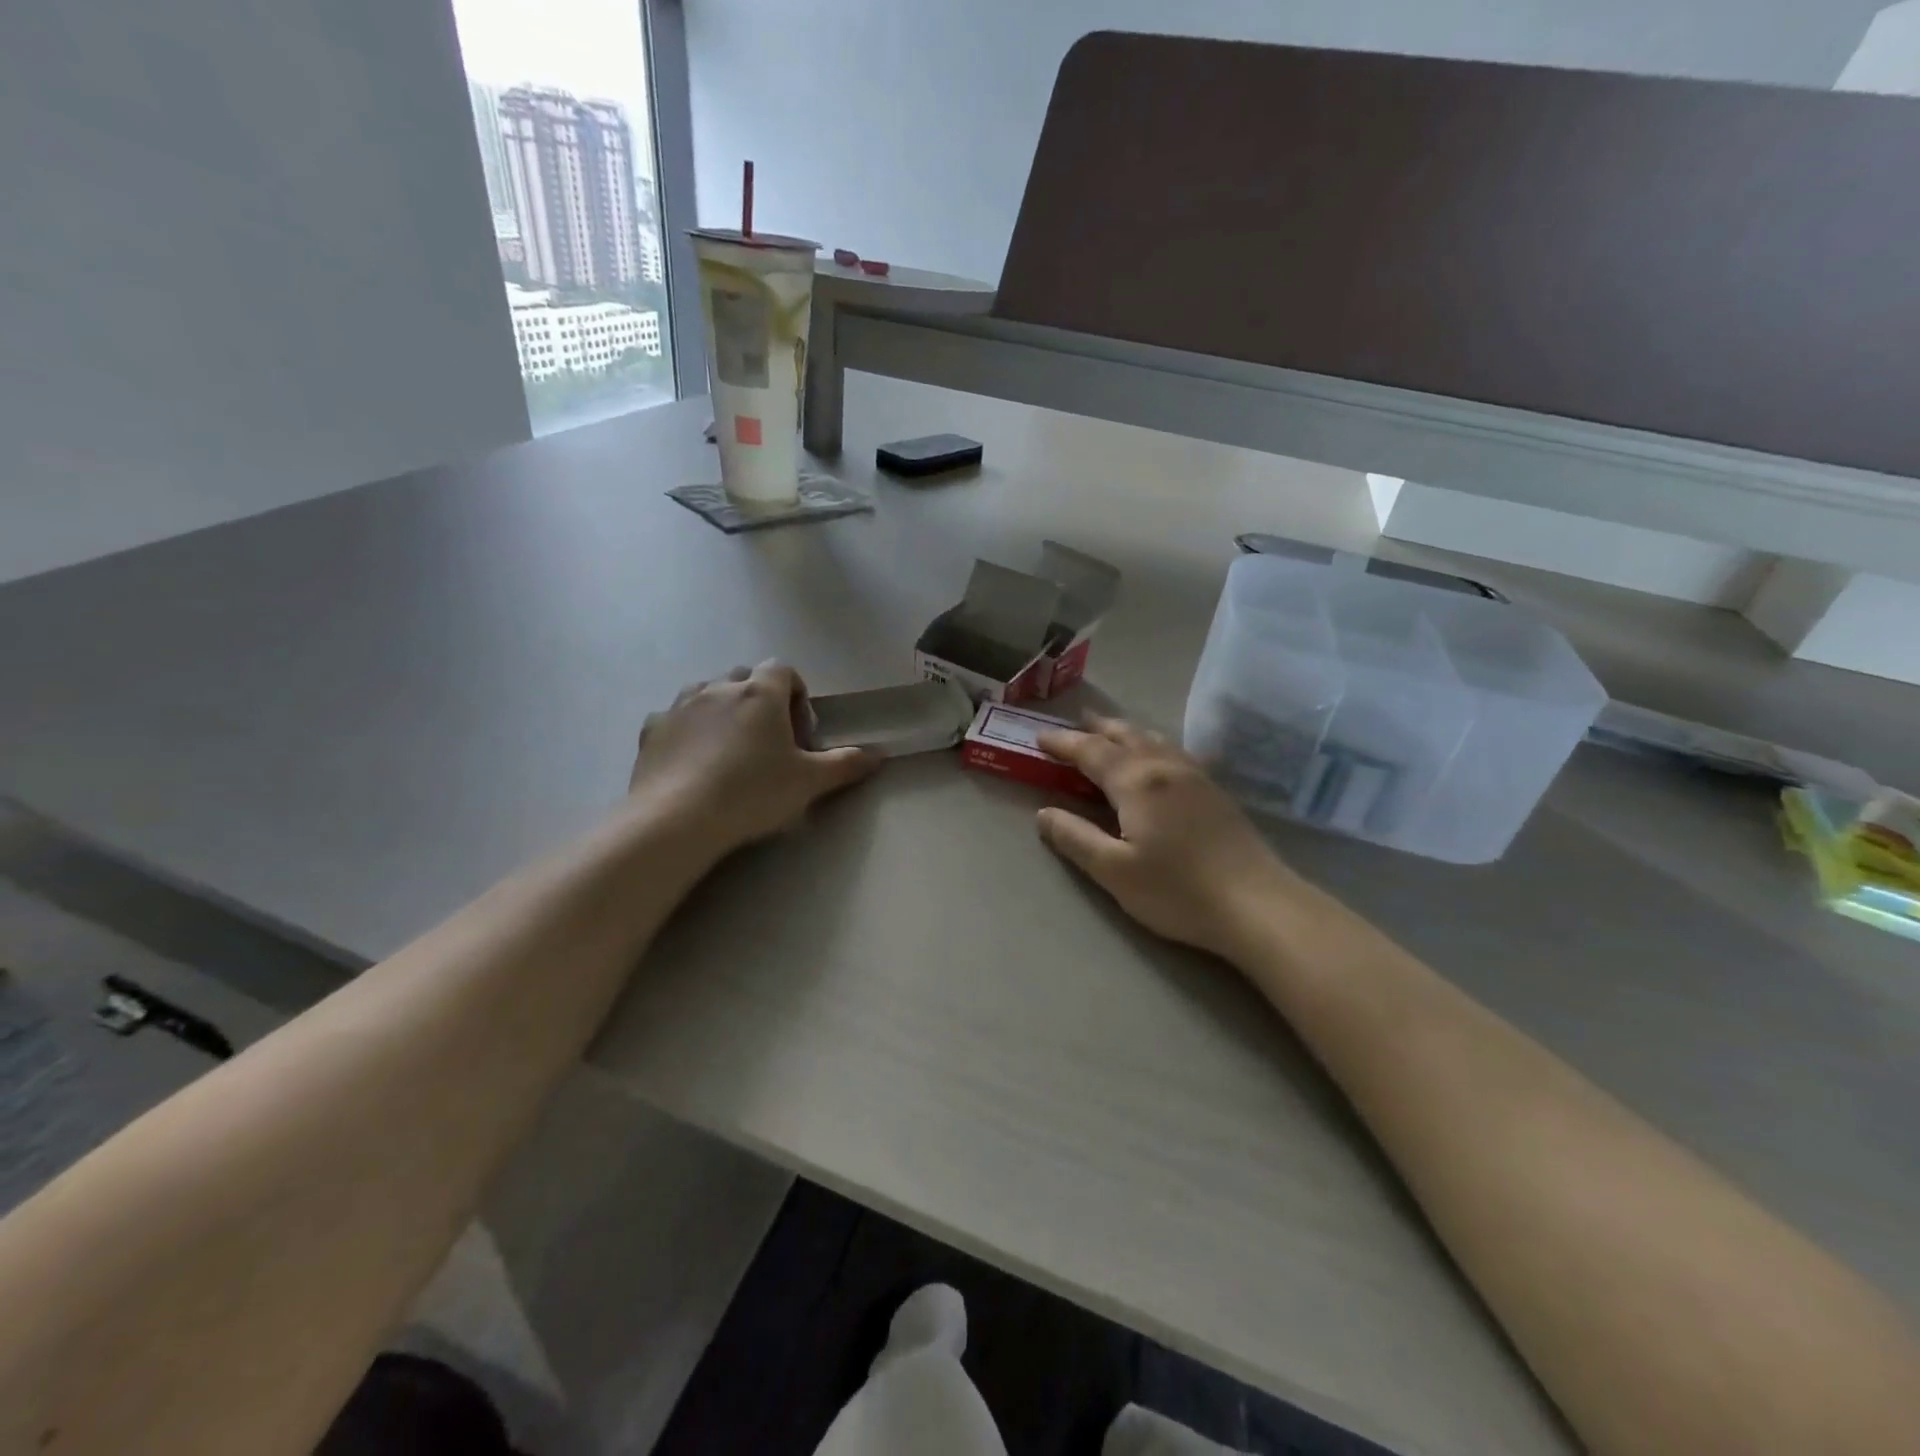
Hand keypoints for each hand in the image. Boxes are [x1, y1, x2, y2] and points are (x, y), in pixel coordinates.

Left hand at [629, 662, 878, 853]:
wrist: (677, 818)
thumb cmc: (752, 792)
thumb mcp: (809, 782)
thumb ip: (845, 764)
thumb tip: (879, 754)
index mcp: (761, 693)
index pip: (783, 670)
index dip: (796, 694)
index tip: (799, 730)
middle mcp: (719, 688)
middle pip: (745, 678)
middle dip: (760, 700)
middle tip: (769, 742)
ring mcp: (681, 706)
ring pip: (707, 693)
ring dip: (722, 710)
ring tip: (730, 749)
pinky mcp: (653, 729)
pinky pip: (676, 719)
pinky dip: (688, 731)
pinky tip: (693, 763)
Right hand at [1035, 717, 1301, 963]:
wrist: (1257, 904)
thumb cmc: (1177, 890)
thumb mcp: (1114, 871)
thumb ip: (1075, 838)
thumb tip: (1043, 814)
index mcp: (1136, 781)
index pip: (1090, 751)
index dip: (1063, 743)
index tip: (1040, 739)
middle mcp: (1165, 767)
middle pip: (1125, 735)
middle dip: (1096, 728)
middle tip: (1074, 724)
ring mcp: (1195, 776)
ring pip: (1153, 739)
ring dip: (1125, 731)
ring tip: (1109, 731)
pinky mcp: (1214, 791)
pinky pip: (1173, 751)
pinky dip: (1151, 743)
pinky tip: (1157, 756)